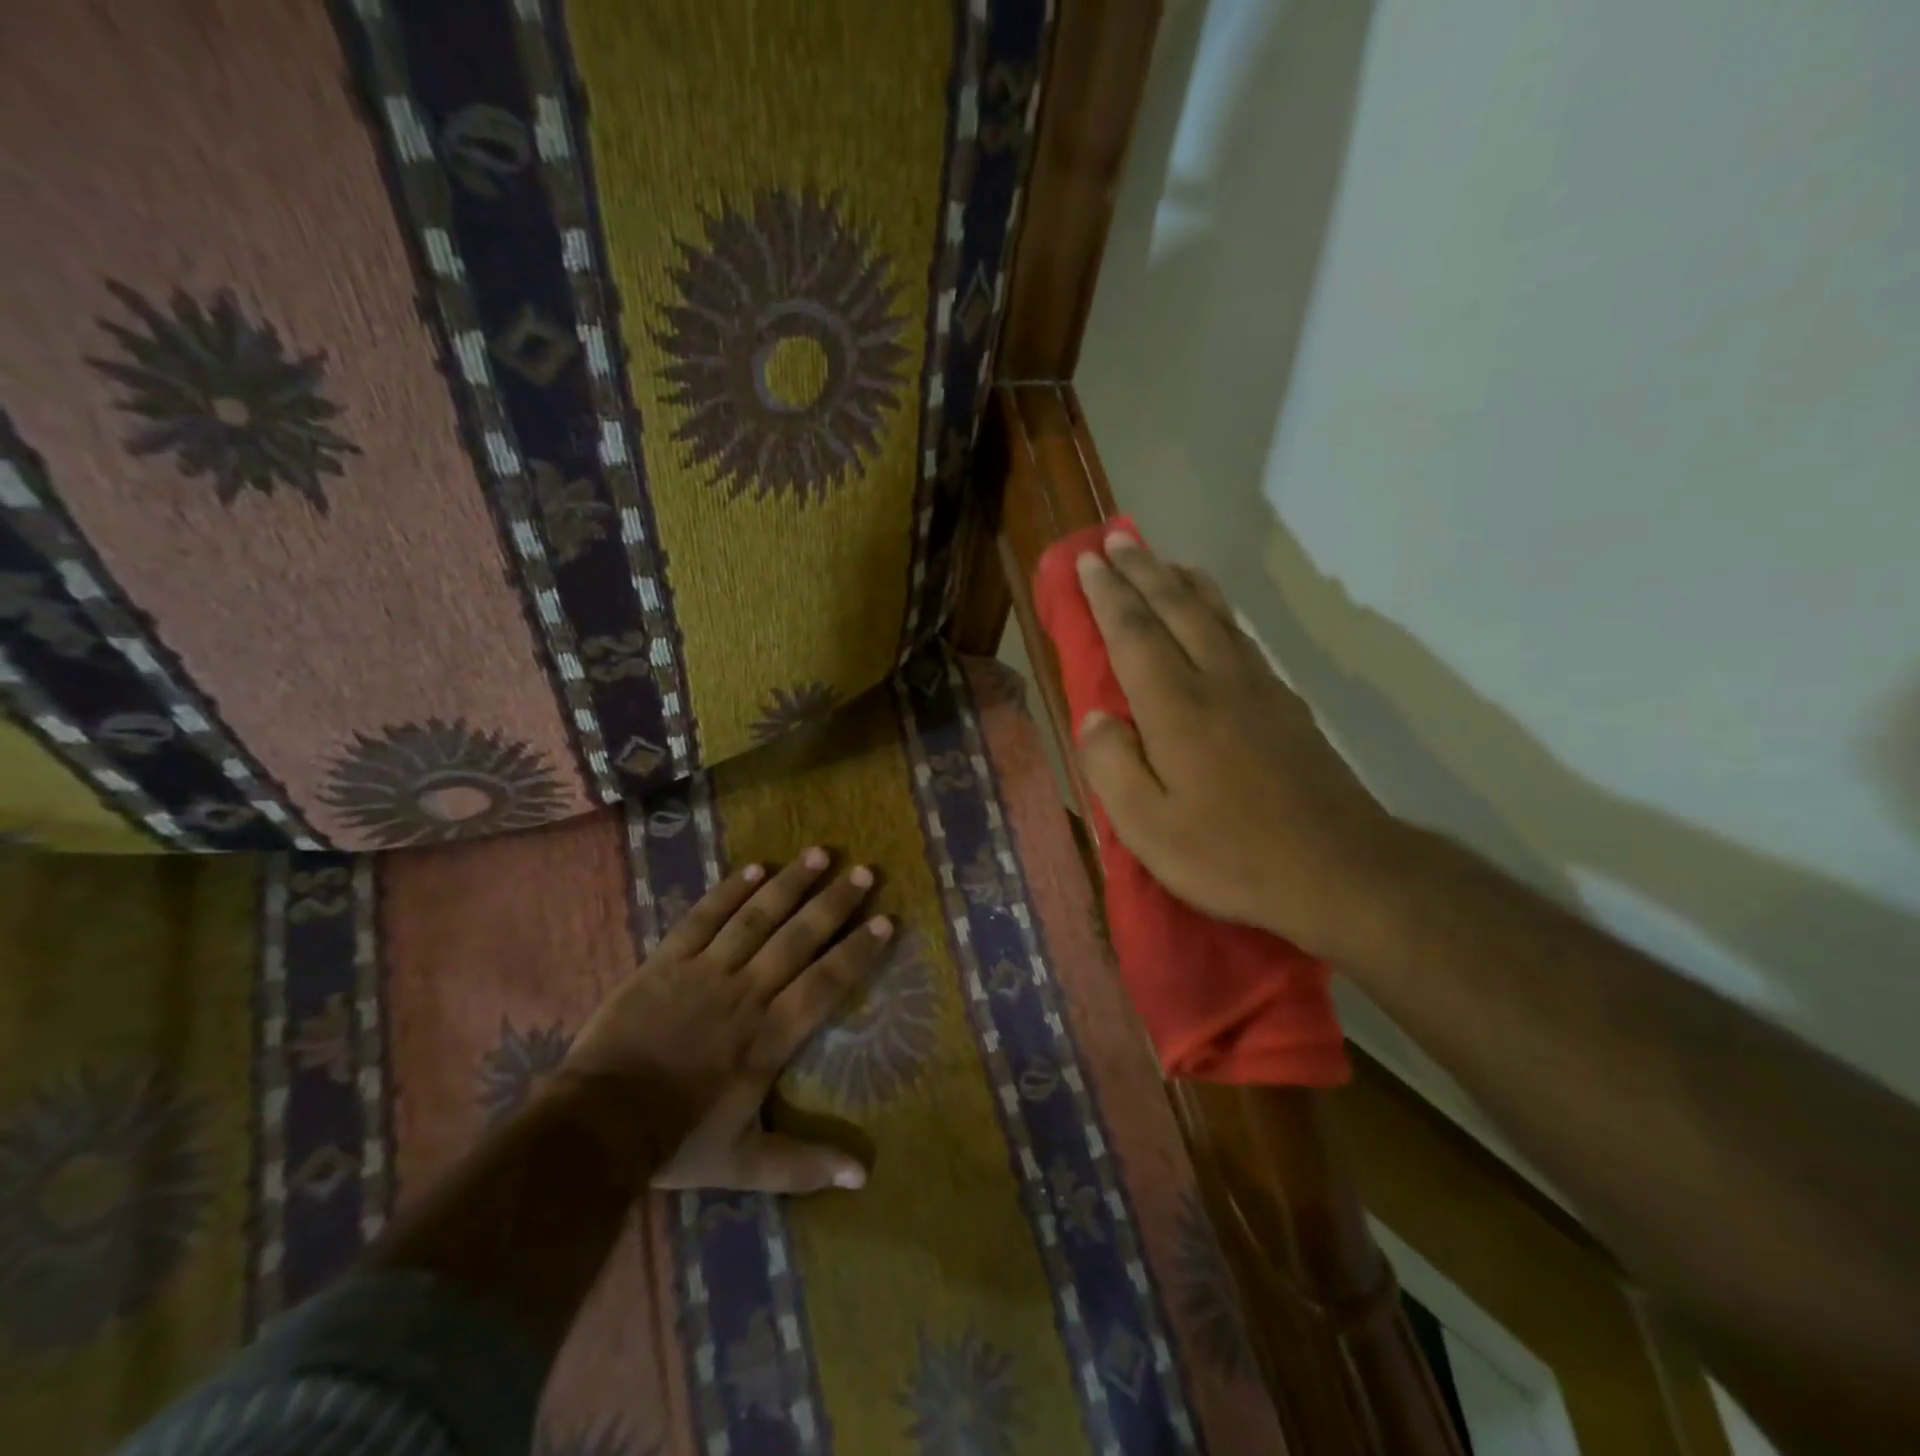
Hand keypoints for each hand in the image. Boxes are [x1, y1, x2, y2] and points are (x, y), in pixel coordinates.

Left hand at [553, 848, 890, 1193]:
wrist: (595, 1126)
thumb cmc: (676, 1141)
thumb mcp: (745, 1164)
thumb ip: (804, 1166)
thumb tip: (863, 1178)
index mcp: (769, 1037)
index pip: (825, 983)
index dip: (857, 951)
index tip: (886, 920)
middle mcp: (745, 993)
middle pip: (798, 939)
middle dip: (834, 904)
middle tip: (864, 872)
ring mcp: (704, 972)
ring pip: (756, 918)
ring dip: (791, 884)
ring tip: (820, 854)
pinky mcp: (667, 962)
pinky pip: (704, 918)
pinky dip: (730, 891)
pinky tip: (755, 869)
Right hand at [1072, 533, 1408, 960]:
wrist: (1340, 870)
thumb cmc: (1231, 855)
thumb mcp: (1149, 828)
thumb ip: (1111, 766)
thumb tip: (1096, 716)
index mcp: (1177, 708)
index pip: (1134, 633)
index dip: (1108, 594)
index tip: (1088, 559)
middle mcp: (1218, 682)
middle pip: (1176, 609)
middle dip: (1143, 570)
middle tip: (1117, 537)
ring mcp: (1259, 690)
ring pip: (1216, 616)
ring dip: (1182, 582)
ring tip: (1163, 560)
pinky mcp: (1287, 707)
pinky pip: (1242, 638)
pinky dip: (1218, 612)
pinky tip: (1215, 617)